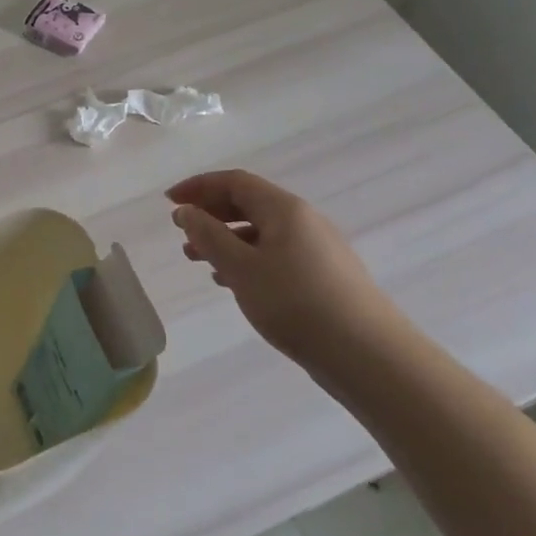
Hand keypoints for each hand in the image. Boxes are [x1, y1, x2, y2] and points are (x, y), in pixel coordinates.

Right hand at [167, 170, 396, 367]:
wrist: (366, 354)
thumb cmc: (296, 303)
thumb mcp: (242, 268)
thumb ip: (209, 237)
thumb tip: (186, 211)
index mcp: (284, 209)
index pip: (235, 182)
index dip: (199, 186)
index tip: (169, 201)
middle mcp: (303, 220)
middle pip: (250, 203)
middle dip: (211, 213)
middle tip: (181, 232)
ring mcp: (317, 248)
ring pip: (262, 232)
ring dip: (227, 240)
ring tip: (198, 260)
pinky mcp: (323, 276)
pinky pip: (276, 254)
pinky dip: (248, 260)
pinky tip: (233, 282)